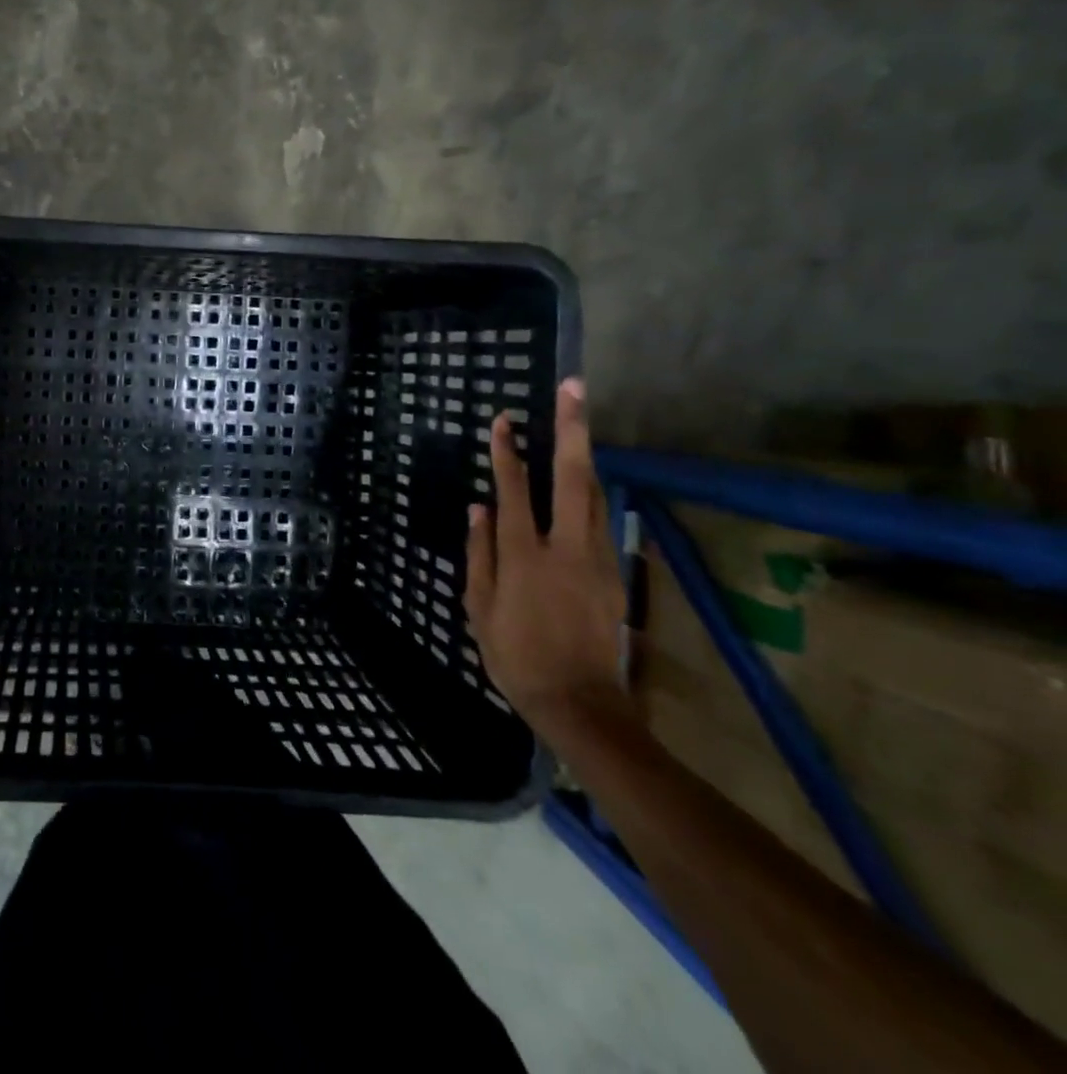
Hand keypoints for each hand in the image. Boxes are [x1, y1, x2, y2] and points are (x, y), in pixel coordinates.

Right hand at [464, 378, 631, 738]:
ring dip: (586, 455)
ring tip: (580, 423)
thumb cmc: (515, 656)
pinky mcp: (614, 573)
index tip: (504, 420)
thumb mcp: (479, 607)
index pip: (515, 490)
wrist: (581, 703)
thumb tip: (479, 508)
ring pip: (595, 494)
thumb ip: (480, 553)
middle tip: (573, 388)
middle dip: (572, 429)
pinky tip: (585, 483)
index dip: (507, 452)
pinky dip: (591, 493)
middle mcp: (566, 546)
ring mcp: (597, 558)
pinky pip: (601, 521)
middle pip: (572, 477)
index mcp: (525, 555)